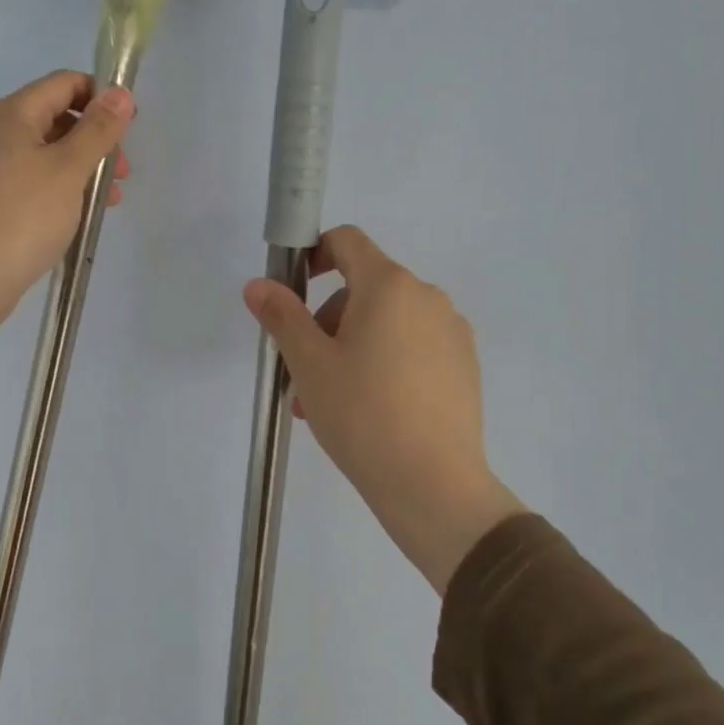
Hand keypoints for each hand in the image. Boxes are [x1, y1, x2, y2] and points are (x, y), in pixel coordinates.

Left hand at [0, 71, 133, 356]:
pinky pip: (38, 180)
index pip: (64, 83)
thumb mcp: (69, 168)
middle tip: (122, 172)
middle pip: (58, 118)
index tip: (130, 126)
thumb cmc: (24, 215)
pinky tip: (84, 214)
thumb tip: (121, 93)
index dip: (101, 97)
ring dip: (85, 168)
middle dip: (96, 139)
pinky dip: (65, 188)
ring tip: (111, 200)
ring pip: (50, 153)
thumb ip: (98, 129)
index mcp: (13, 113)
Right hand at [243, 226, 526, 594]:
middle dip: (326, 320)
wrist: (432, 483)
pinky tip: (370, 411)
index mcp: (389, 286)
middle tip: (304, 372)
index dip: (314, 255)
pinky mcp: (464, 367)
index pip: (348, 241)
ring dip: (350, 348)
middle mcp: (427, 298)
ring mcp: (452, 333)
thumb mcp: (309, 364)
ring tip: (328, 402)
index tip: (293, 292)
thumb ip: (282, 316)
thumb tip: (258, 285)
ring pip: (387, 324)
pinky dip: (384, 363)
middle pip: (364, 288)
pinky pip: (413, 348)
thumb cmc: (361, 413)